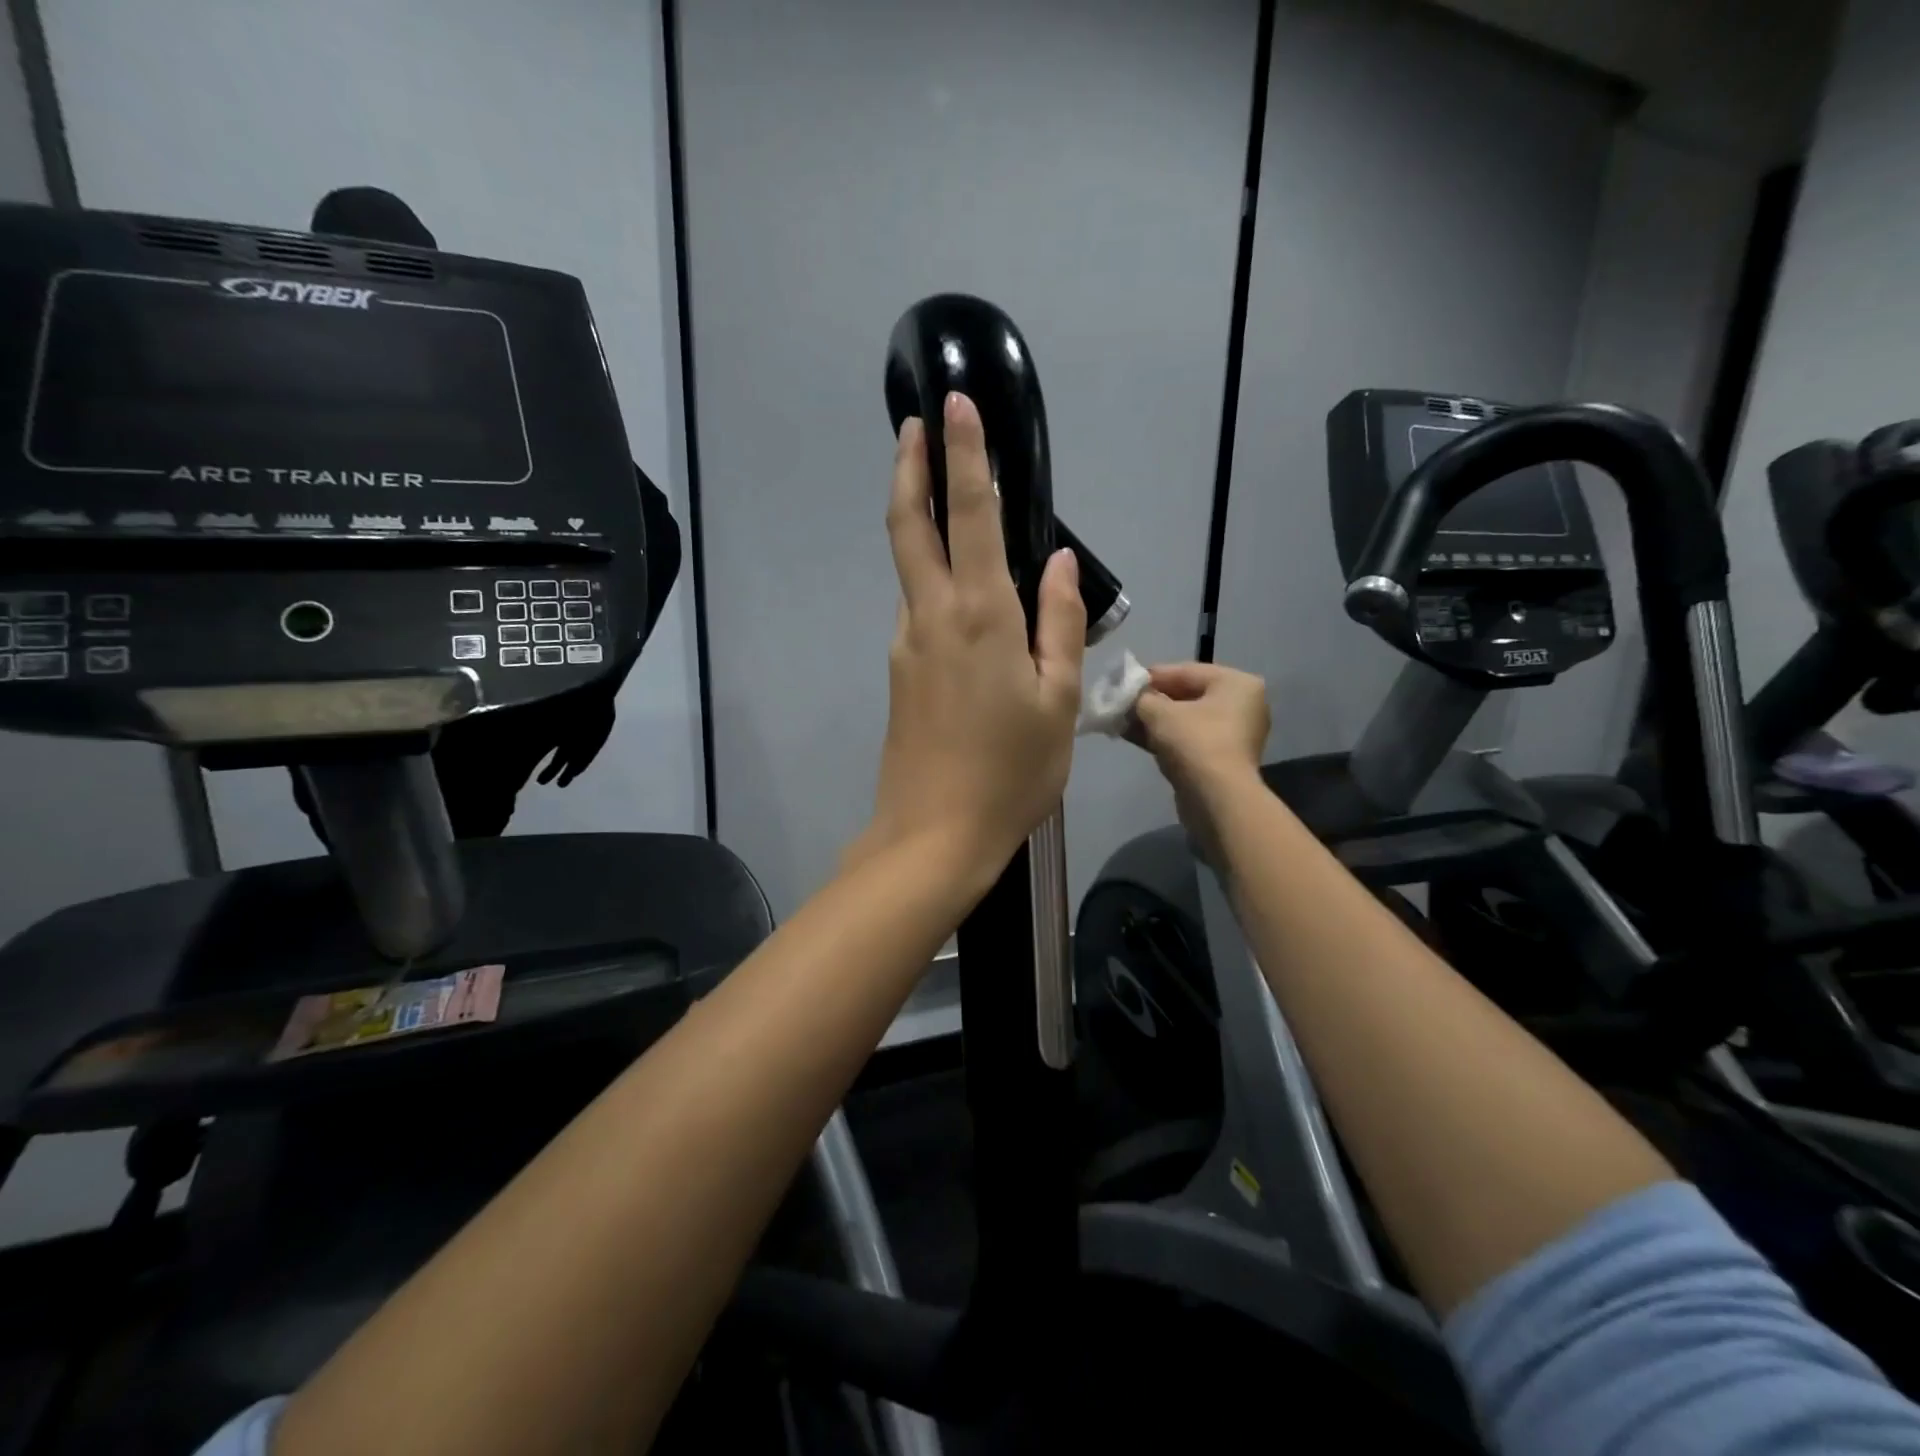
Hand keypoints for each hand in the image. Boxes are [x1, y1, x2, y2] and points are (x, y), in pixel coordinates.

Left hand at [853, 393, 1085, 884]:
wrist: (935, 834)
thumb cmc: (1012, 772)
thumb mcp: (1058, 699)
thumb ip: (1058, 622)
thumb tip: (1057, 560)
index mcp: (981, 616)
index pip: (967, 514)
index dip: (962, 456)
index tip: (952, 404)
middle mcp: (932, 617)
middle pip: (908, 526)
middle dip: (908, 468)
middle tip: (912, 427)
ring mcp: (906, 644)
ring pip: (910, 569)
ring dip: (917, 523)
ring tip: (942, 499)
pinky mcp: (899, 672)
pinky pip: (918, 610)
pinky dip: (932, 579)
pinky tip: (960, 595)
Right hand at [1131, 663, 1270, 862]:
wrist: (1217, 798)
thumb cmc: (1194, 742)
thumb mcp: (1159, 712)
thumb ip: (1142, 698)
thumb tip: (1131, 696)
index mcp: (1236, 683)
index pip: (1186, 671)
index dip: (1152, 676)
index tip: (1124, 681)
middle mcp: (1242, 705)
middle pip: (1187, 696)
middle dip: (1151, 701)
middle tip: (1121, 703)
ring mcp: (1233, 735)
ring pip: (1185, 721)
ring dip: (1153, 721)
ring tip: (1121, 721)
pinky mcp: (1221, 760)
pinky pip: (1188, 740)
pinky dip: (1163, 738)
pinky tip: (1133, 737)